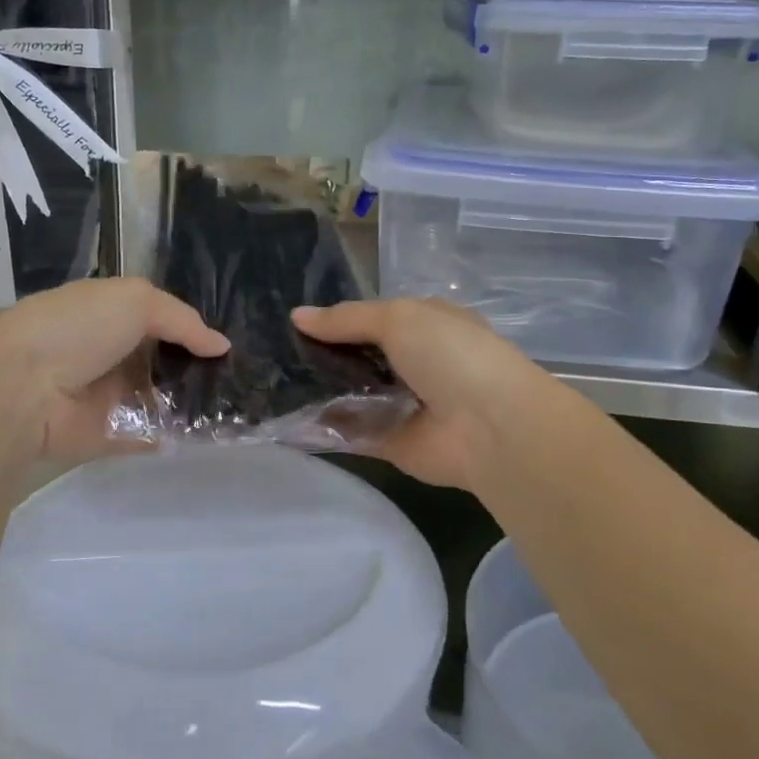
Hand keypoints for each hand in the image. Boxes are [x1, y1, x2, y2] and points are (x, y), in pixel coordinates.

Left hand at [0, 278, 228, 469]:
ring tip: (239, 406)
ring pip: (159, 399)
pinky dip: (175, 437)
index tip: (227, 342)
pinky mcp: (106, 435)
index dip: (190, 328)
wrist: (21, 388)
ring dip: (192, 402)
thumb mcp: (135, 300)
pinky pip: (148, 435)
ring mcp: (107, 396)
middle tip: (243, 376)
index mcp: (107, 314)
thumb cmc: (77, 329)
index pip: (157, 319)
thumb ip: (182, 319)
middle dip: (197, 367)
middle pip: (161, 360)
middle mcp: (108, 353)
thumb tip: (221, 345)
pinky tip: (213, 435)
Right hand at [293, 298, 552, 491]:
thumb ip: (347, 319)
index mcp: (425, 326)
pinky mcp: (389, 442)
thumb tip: (296, 315)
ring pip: (350, 393)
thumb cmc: (451, 356)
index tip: (292, 321)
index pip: (373, 318)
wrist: (492, 429)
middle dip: (321, 355)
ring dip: (317, 389)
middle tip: (273, 352)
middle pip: (358, 357)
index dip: (337, 319)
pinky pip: (350, 431)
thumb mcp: (399, 319)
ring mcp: (401, 405)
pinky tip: (284, 416)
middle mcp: (414, 364)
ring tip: (267, 380)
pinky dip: (322, 425)